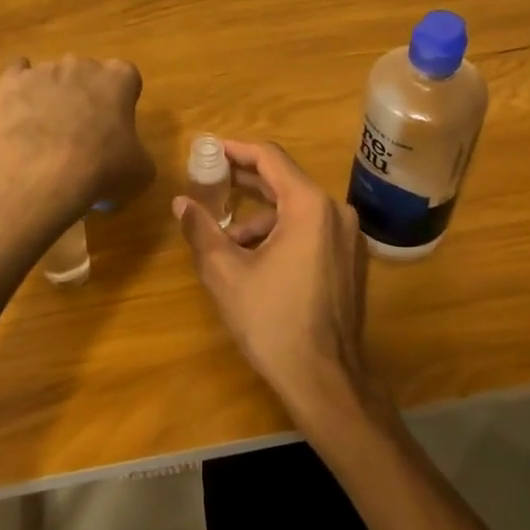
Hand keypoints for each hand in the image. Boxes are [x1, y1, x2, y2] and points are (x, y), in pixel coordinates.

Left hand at [0, 55, 154, 215]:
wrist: (45, 172)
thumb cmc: (103, 167)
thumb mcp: (140, 171)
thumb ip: (137, 154)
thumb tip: (127, 160)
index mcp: (119, 78)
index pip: (126, 77)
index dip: (121, 99)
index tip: (116, 122)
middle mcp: (83, 64)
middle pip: (87, 73)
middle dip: (86, 95)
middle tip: (83, 130)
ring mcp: (45, 70)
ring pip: (53, 76)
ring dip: (53, 96)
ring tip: (48, 133)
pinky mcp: (12, 82)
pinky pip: (16, 74)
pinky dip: (19, 88)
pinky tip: (18, 106)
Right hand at [173, 139, 379, 429]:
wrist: (324, 379)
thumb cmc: (272, 320)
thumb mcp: (226, 273)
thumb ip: (202, 230)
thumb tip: (180, 202)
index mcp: (310, 206)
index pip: (270, 158)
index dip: (236, 150)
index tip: (208, 150)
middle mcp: (336, 212)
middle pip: (285, 180)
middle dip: (244, 181)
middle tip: (208, 181)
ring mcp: (348, 237)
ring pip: (296, 209)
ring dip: (260, 216)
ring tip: (225, 239)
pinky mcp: (349, 260)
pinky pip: (310, 230)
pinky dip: (280, 233)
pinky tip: (254, 258)